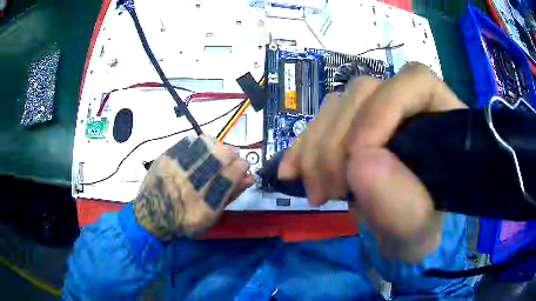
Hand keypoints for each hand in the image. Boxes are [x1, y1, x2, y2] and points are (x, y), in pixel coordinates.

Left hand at [133, 135, 253, 240]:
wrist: (152, 214)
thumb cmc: (185, 219)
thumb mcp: (211, 216)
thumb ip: (231, 195)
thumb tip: (249, 177)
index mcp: (207, 204)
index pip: (233, 174)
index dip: (241, 166)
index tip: (241, 166)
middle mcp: (192, 184)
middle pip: (222, 155)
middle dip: (231, 154)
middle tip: (229, 158)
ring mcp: (177, 168)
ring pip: (207, 143)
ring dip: (217, 146)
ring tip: (214, 154)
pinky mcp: (166, 157)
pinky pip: (190, 141)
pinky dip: (199, 144)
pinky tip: (199, 151)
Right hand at [279, 64, 466, 259]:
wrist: (399, 235)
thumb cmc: (417, 230)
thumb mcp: (416, 228)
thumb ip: (402, 203)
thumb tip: (361, 162)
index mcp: (441, 119)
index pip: (415, 82)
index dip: (383, 108)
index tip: (358, 156)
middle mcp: (408, 105)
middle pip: (365, 92)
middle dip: (338, 142)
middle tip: (330, 191)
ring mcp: (376, 112)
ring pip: (336, 105)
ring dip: (316, 149)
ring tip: (317, 193)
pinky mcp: (352, 126)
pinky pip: (320, 122)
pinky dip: (302, 147)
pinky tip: (292, 172)